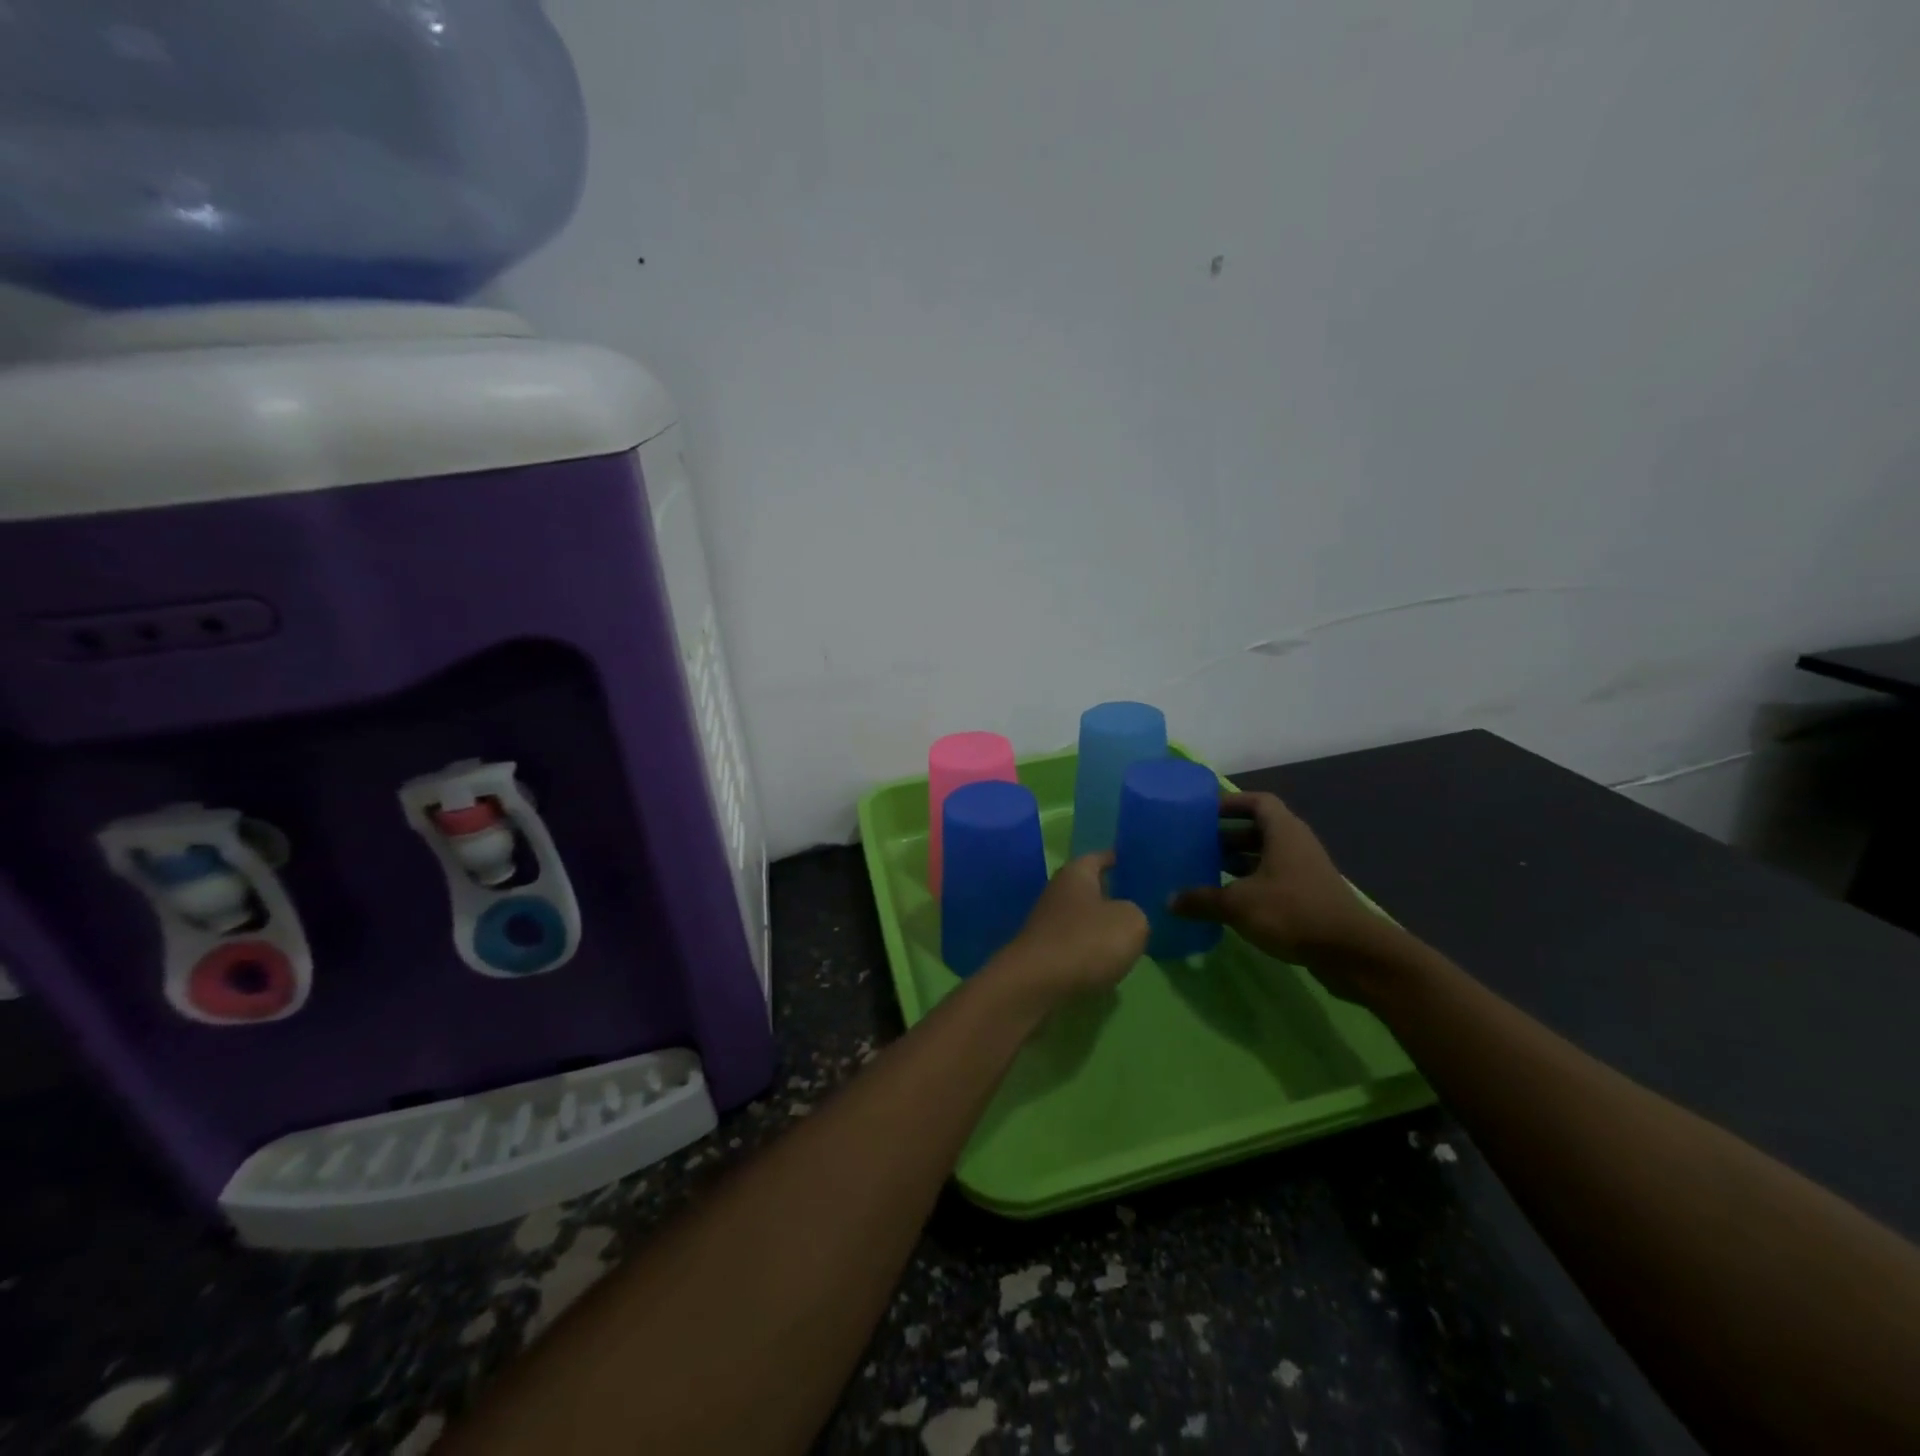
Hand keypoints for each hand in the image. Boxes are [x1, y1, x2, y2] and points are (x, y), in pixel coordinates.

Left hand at [981, 853, 1148, 1011]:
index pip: (1098, 857)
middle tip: (1137, 899)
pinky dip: (1089, 947)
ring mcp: (1047, 922)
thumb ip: (1136, 913)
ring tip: (1127, 933)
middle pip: (1087, 887)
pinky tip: (1106, 959)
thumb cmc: (1086, 941)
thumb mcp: (1131, 922)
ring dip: (1099, 924)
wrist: (1036, 983)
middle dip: (1109, 892)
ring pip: (1081, 916)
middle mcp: (1058, 891)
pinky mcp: (1044, 951)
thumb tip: (1127, 916)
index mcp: (1076, 873)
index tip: (1129, 860)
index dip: (1114, 858)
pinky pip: (1074, 942)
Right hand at [1170, 792, 1387, 994]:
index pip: (1257, 801)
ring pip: (1266, 856)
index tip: (1204, 812)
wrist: (1351, 953)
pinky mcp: (1309, 897)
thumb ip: (1201, 899)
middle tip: (1196, 844)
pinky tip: (1229, 901)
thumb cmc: (1292, 912)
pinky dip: (1251, 884)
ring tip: (1206, 872)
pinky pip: (1274, 879)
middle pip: (1259, 829)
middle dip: (1227, 835)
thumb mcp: (1238, 904)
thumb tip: (1169, 900)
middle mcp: (1296, 844)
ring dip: (1238, 862)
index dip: (1230, 803)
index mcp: (1283, 832)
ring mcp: (1305, 872)